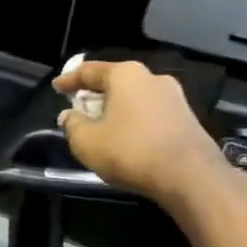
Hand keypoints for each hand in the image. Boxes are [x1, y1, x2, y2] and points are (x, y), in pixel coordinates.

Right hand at [54, 59, 227, 209]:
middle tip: (78, 108)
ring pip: (134, 98)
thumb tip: (69, 115)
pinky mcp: (186, 117)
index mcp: (125, 75)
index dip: (69, 80)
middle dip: (94, 94)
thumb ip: (72, 124)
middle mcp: (152, 78)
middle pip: (115, 82)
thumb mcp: (86, 141)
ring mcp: (174, 97)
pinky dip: (132, 120)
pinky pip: (149, 112)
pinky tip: (125, 138)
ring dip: (115, 109)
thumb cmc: (130, 151)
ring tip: (101, 126)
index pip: (89, 71)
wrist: (189, 175)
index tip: (56, 87)